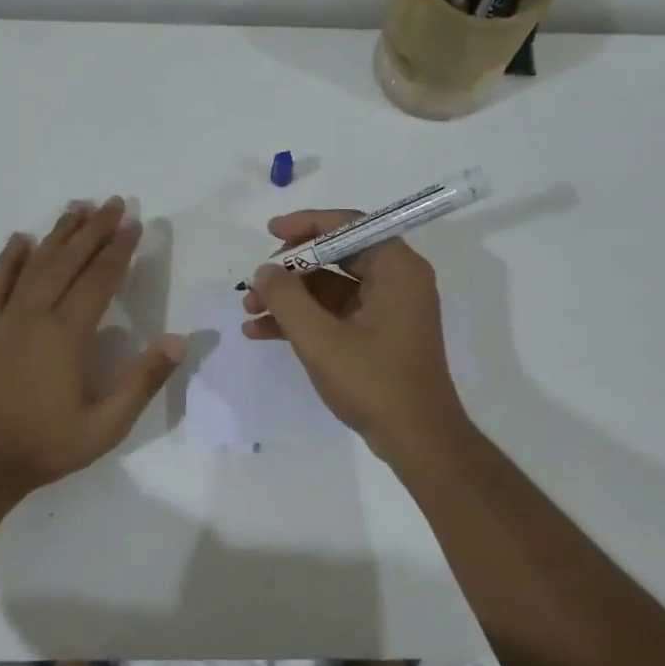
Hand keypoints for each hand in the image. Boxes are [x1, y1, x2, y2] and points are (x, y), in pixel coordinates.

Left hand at [0, 198, 184, 489]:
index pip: (98, 279)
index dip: (118, 250)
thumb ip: (143, 381)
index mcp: (67, 334)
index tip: (134, 223)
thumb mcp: (107, 424)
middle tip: (113, 202)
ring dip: (58, 234)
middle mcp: (35, 315)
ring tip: (77, 207)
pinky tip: (20, 239)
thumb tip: (179, 340)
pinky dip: (9, 258)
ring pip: (34, 264)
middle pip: (68, 261)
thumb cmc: (47, 444)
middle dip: (93, 229)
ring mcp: (7, 319)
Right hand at [242, 209, 467, 460]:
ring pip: (330, 288)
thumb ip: (287, 298)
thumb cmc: (374, 382)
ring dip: (290, 298)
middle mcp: (396, 281)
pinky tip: (262, 332)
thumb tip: (265, 270)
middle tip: (255, 283)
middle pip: (336, 256)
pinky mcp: (378, 335)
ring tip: (248, 310)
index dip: (306, 225)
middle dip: (290, 270)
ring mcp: (387, 309)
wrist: (416, 440)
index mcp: (397, 269)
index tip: (270, 232)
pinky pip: (335, 314)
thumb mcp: (321, 339)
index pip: (349, 226)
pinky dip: (303, 320)